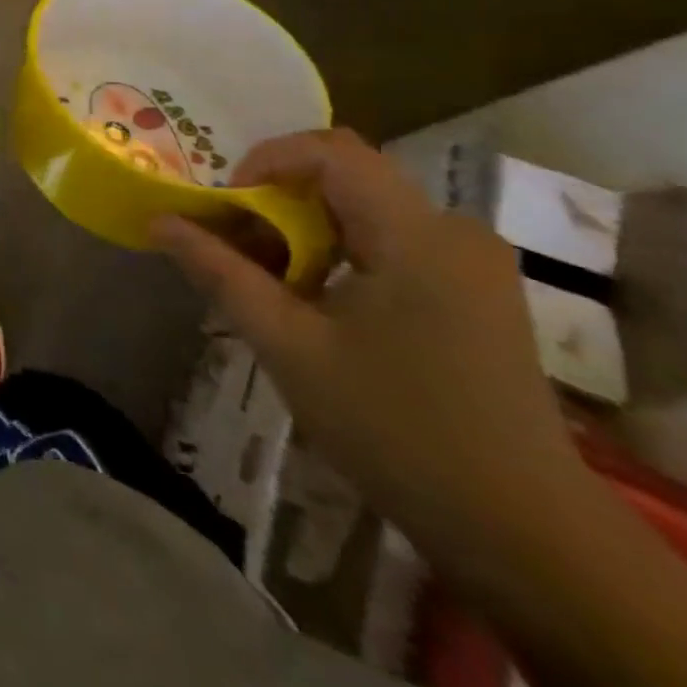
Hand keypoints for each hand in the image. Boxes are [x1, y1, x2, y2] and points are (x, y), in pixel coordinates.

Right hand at [155, 129, 577, 551]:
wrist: (526, 536)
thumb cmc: (397, 430)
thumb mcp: (288, 346)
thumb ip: (220, 272)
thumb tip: (159, 221)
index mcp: (415, 232)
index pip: (329, 151)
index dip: (266, 161)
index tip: (229, 208)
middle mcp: (453, 229)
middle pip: (346, 175)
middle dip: (278, 198)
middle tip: (237, 244)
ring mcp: (472, 262)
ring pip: (366, 207)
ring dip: (306, 227)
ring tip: (269, 279)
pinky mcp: (477, 292)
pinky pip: (393, 238)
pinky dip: (341, 250)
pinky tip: (318, 302)